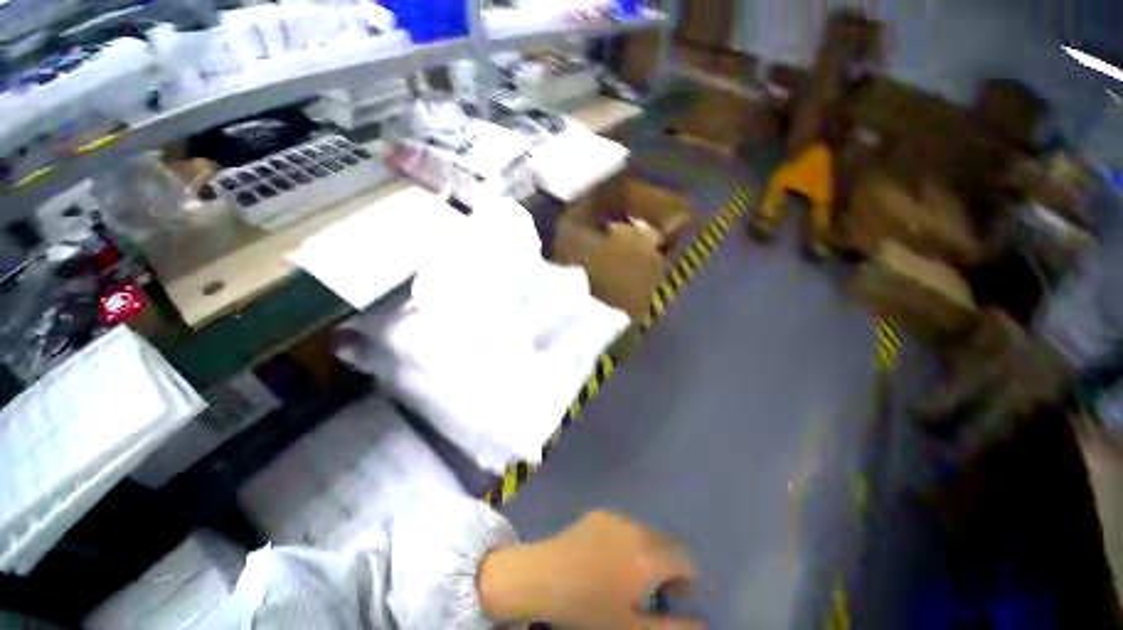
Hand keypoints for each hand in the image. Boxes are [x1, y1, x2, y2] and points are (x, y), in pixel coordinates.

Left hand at [479, 510, 702, 628]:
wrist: (543, 576)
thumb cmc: (588, 608)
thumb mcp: (632, 627)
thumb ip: (672, 628)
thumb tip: (703, 624)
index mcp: (648, 556)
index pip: (685, 558)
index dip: (688, 579)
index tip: (675, 597)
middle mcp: (636, 529)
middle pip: (666, 542)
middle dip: (667, 564)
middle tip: (652, 589)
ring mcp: (615, 517)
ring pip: (645, 532)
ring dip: (647, 550)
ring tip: (629, 574)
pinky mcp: (598, 514)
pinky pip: (624, 525)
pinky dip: (628, 540)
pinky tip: (608, 558)